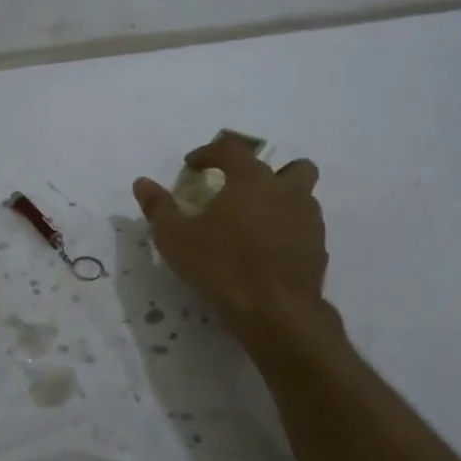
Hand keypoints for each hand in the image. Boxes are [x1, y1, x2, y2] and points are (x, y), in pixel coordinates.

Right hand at [132, 135, 331, 342]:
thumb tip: (142, 183)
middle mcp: (287, 192)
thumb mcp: (176, 237)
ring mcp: (309, 221)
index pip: (232, 149)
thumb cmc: (222, 266)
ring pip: (304, 199)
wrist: (276, 311)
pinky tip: (267, 253)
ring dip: (282, 203)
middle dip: (270, 173)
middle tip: (244, 192)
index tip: (192, 166)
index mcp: (252, 180)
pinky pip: (304, 231)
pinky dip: (288, 233)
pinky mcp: (318, 250)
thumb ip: (158, 207)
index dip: (209, 152)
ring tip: (254, 225)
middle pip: (292, 167)